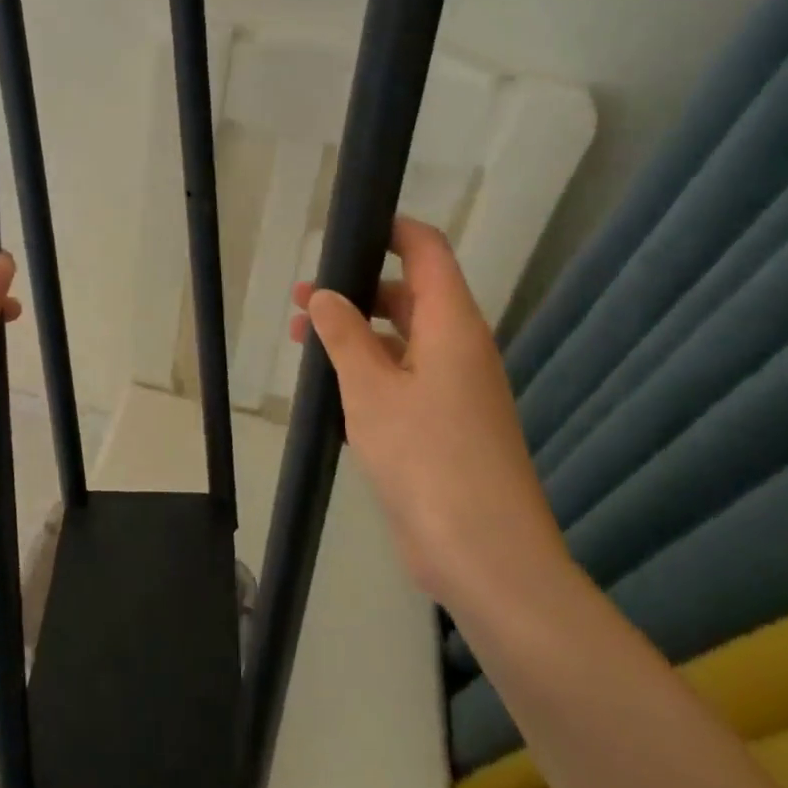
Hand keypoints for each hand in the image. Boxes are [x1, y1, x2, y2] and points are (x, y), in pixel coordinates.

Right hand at [288, 217, 566, 607]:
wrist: (487, 558)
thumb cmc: (428, 459)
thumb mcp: (371, 389)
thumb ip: (344, 334)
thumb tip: (324, 294)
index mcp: (453, 325)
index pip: (427, 251)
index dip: (391, 230)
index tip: (344, 230)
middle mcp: (460, 348)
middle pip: (409, 295)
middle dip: (354, 290)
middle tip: (300, 299)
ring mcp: (456, 389)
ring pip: (401, 340)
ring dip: (356, 335)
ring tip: (302, 341)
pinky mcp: (446, 426)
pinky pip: (404, 379)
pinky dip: (369, 372)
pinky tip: (330, 389)